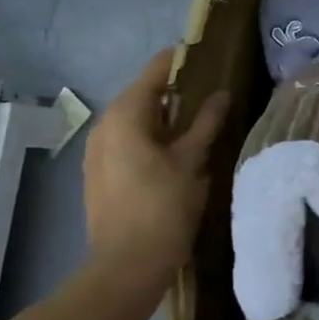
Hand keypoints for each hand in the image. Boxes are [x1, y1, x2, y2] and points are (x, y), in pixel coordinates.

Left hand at [83, 49, 228, 281]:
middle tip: (210, 88)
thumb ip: (206, 122)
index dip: (181, 61)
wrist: (126, 265)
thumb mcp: (193, 160)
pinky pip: (127, 140)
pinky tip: (175, 148)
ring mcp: (97, 152)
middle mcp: (104, 126)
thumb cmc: (163, 206)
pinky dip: (150, 135)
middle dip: (175, 90)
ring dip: (163, 115)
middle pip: (142, 95)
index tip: (208, 54)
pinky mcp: (99, 174)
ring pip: (134, 120)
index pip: (155, 72)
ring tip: (198, 118)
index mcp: (125, 116)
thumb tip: (221, 94)